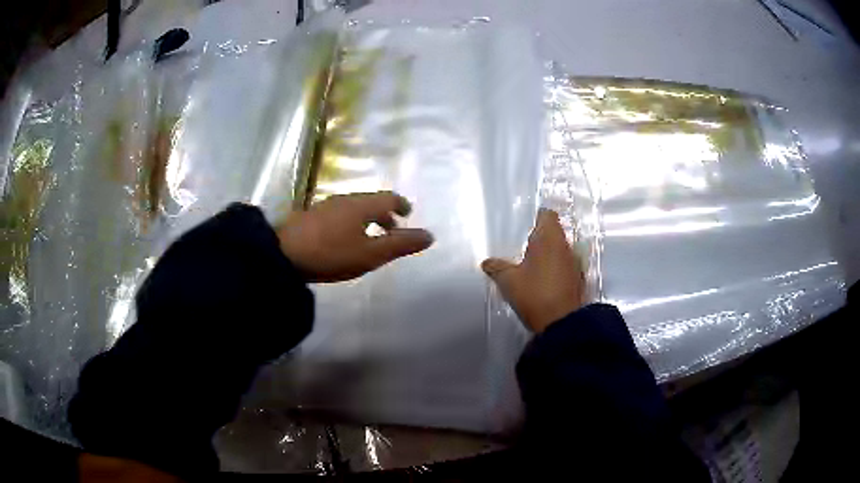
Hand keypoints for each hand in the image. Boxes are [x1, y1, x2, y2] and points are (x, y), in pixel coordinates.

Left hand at [278, 192, 433, 282]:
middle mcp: (344, 200)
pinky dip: (351, 222)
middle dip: (384, 214)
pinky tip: (343, 239)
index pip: (388, 198)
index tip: (407, 213)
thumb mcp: (370, 255)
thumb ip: (400, 245)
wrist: (282, 254)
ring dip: (367, 219)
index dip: (401, 205)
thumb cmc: (331, 253)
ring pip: (353, 207)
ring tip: (369, 237)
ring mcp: (325, 206)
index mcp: (361, 205)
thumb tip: (430, 235)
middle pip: (370, 201)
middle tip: (391, 229)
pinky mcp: (310, 216)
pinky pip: (339, 214)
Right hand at [482, 209, 585, 332]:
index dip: (537, 217)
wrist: (562, 324)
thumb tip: (487, 262)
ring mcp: (575, 264)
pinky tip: (544, 282)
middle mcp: (566, 247)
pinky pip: (566, 267)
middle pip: (555, 233)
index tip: (527, 225)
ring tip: (533, 267)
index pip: (547, 215)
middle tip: (524, 249)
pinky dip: (557, 270)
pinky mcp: (579, 281)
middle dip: (541, 239)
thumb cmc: (535, 295)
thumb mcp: (508, 281)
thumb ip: (497, 268)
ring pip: (562, 251)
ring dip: (550, 256)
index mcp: (549, 239)